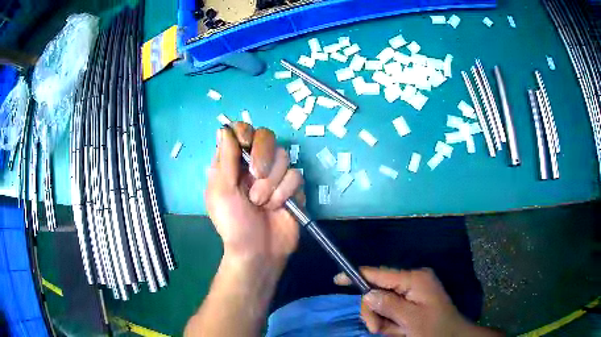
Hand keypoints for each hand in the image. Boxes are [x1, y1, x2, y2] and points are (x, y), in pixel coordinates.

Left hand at [205, 123, 303, 266]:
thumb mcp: (220, 191)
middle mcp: (255, 164)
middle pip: (267, 137)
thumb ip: (225, 158)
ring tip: (261, 203)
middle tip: (255, 176)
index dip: (245, 132)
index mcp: (233, 163)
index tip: (244, 144)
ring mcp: (275, 176)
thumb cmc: (233, 222)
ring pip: (284, 156)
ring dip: (271, 183)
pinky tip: (277, 207)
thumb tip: (224, 128)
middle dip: (262, 156)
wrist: (258, 251)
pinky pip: (296, 175)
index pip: (242, 131)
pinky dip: (285, 192)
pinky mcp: (293, 188)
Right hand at [334, 267, 501, 335]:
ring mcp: (412, 291)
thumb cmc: (435, 329)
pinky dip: (390, 322)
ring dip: (383, 320)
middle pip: (378, 291)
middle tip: (376, 329)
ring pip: (382, 303)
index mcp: (415, 279)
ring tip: (394, 332)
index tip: (337, 279)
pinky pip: (391, 310)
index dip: (358, 275)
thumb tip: (366, 293)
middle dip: (374, 311)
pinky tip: (399, 330)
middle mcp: (412, 281)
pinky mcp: (412, 301)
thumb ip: (389, 305)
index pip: (380, 273)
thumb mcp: (411, 320)